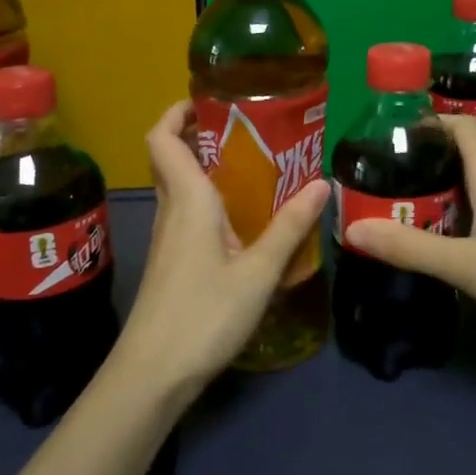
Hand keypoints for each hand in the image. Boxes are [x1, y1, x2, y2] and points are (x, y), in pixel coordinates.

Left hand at [114, 101, 328, 393]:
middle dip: (204, 135)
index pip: (162, 138)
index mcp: (187, 199)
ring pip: (182, 187)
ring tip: (260, 168)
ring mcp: (170, 238)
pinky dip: (213, 202)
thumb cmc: (204, 315)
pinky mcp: (174, 262)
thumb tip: (322, 183)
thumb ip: (290, 227)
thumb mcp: (258, 271)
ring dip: (211, 169)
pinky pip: (190, 214)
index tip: (212, 100)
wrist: (153, 374)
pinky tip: (247, 220)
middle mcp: (172, 210)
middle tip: (251, 131)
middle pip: (172, 157)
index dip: (178, 111)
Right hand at [345, 114, 475, 343]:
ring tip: (423, 222)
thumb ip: (410, 248)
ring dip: (454, 199)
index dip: (430, 122)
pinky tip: (467, 248)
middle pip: (469, 158)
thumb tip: (351, 230)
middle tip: (395, 194)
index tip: (397, 138)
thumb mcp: (466, 266)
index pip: (462, 126)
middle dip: (431, 170)